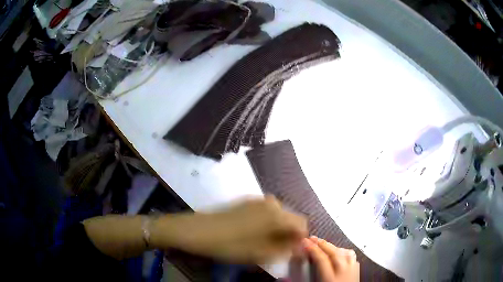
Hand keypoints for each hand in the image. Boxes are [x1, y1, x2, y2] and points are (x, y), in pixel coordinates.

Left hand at [151, 195, 306, 262]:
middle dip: (287, 235)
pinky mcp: (245, 201)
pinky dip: (265, 224)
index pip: (302, 224)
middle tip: (275, 251)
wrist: (197, 230)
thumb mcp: (260, 253)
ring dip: (276, 230)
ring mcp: (256, 200)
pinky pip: (265, 213)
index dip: (300, 239)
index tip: (291, 252)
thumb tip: (302, 247)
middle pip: (290, 219)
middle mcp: (270, 202)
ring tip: (262, 245)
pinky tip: (251, 235)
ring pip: (277, 216)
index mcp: (277, 214)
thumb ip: (286, 250)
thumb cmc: (230, 245)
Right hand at [303, 236, 358, 281]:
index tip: (303, 242)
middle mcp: (343, 272)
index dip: (312, 249)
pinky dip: (344, 252)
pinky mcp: (358, 271)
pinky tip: (340, 253)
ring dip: (333, 246)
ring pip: (345, 252)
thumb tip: (283, 278)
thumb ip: (303, 281)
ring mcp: (353, 270)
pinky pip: (352, 257)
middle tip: (312, 237)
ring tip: (324, 244)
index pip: (321, 259)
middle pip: (333, 253)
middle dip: (322, 244)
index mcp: (331, 279)